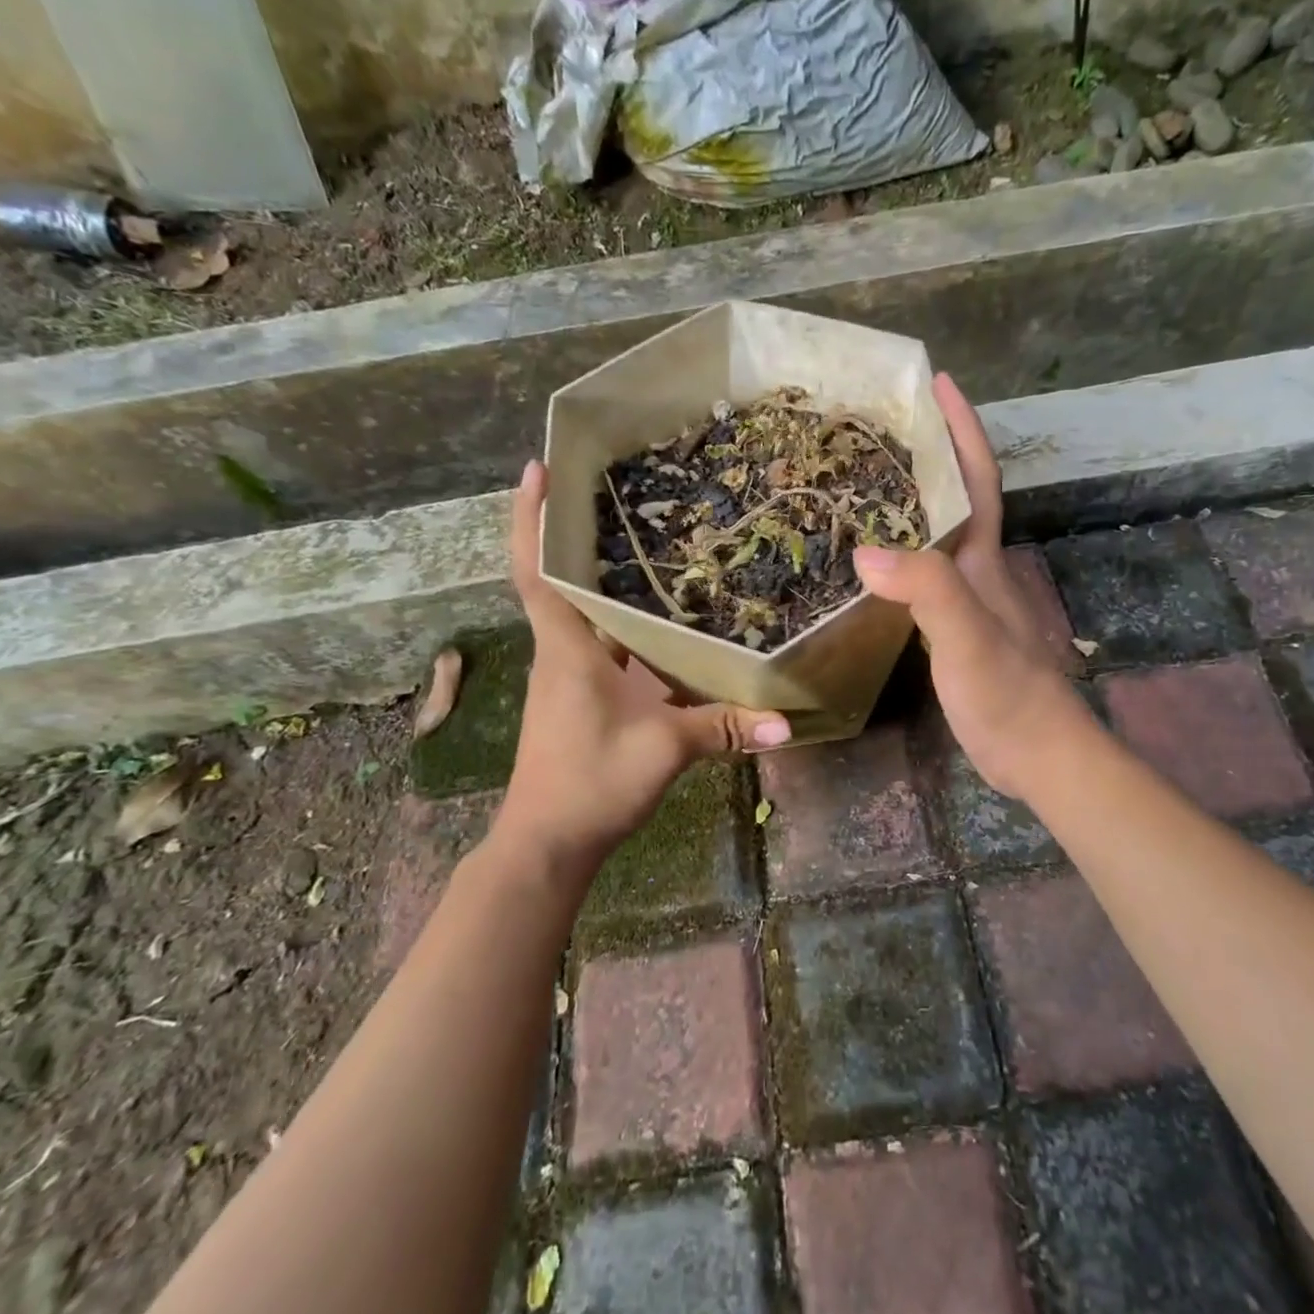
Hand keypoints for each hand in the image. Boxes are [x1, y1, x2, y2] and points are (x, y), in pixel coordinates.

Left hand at [496, 462, 790, 875]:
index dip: (530, 519)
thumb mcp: (663, 748)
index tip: (536, 469)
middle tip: (617, 491)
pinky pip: (606, 647)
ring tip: (651, 543)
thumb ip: (723, 728)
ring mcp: (570, 678)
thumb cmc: (590, 781)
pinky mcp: (583, 699)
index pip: (537, 572)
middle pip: (564, 580)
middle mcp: (563, 653)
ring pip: (587, 615)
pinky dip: (627, 627)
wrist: (548, 843)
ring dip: (607, 581)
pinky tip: (664, 621)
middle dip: (578, 534)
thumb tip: (784, 720)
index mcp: (568, 650)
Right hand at [854, 374, 1083, 797]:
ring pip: (939, 534)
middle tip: (881, 426)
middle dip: (930, 453)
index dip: (961, 428)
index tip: (938, 381)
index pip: (976, 478)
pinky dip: (901, 552)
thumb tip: (864, 551)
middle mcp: (978, 568)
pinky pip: (924, 572)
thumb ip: (925, 591)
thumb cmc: (1007, 693)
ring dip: (913, 500)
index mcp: (983, 558)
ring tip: (866, 479)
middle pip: (956, 497)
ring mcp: (968, 599)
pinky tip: (874, 560)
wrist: (1037, 753)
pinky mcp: (956, 628)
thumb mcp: (966, 637)